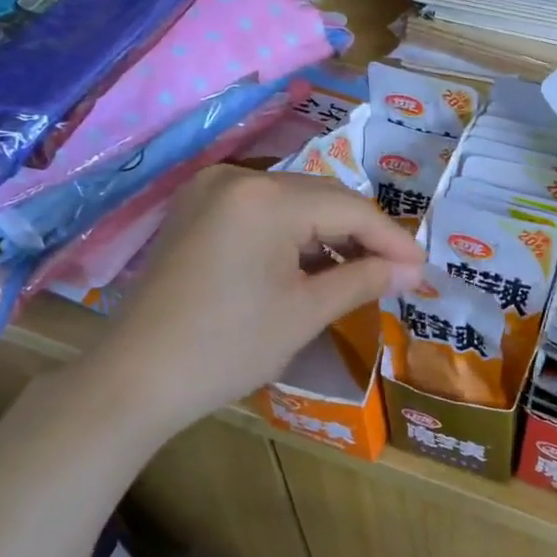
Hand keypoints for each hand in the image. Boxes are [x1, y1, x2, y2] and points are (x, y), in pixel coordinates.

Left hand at [91, 166, 425, 428]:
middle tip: (397, 272)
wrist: (134, 379)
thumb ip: (365, 280)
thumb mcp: (305, 313)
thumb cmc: (227, 348)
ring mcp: (212, 190)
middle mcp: (239, 177)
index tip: (422, 269)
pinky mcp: (198, 209)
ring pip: (295, 201)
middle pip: (323, 196)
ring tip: (361, 273)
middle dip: (363, 234)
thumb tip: (412, 270)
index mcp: (266, 198)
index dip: (393, 239)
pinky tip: (314, 265)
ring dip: (331, 233)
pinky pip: (264, 211)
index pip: (351, 209)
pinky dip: (295, 234)